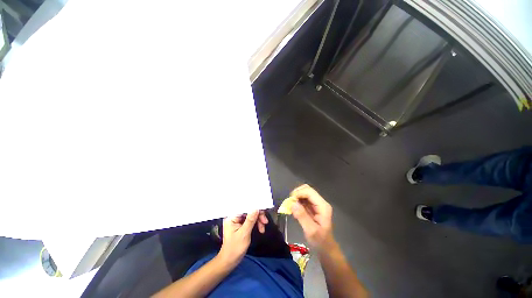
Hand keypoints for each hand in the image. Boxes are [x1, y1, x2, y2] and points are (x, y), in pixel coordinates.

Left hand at [218, 210, 259, 266]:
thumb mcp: (244, 234)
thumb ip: (250, 220)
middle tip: (265, 222)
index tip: (263, 211)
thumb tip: (256, 208)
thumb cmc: (234, 248)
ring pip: (251, 215)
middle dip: (258, 216)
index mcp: (232, 217)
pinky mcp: (242, 225)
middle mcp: (234, 217)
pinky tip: (261, 229)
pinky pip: (251, 220)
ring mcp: (238, 221)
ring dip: (258, 220)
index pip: (244, 208)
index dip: (254, 207)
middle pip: (249, 211)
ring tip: (263, 229)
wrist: (230, 261)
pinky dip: (256, 224)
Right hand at [290, 184, 334, 249]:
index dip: (299, 193)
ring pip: (304, 193)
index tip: (290, 201)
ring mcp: (316, 204)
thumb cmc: (320, 241)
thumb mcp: (311, 231)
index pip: (309, 192)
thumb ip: (302, 216)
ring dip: (296, 197)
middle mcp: (320, 202)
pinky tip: (294, 209)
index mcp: (322, 206)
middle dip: (297, 194)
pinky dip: (297, 201)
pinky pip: (303, 199)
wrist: (326, 248)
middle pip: (307, 189)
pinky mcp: (312, 207)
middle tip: (290, 203)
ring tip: (291, 206)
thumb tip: (293, 203)